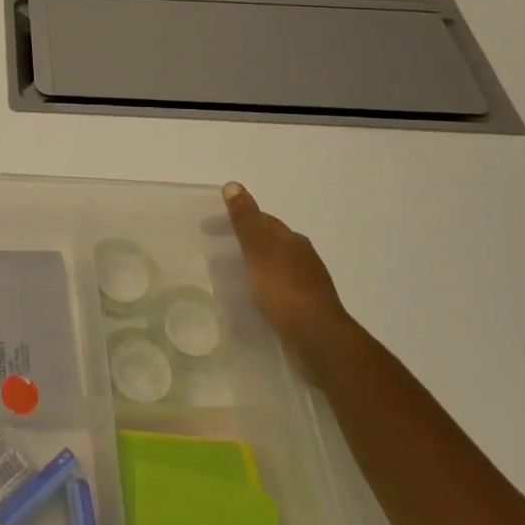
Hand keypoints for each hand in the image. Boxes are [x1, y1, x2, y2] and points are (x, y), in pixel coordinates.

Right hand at [222, 181, 353, 378]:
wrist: (318, 340)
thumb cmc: (283, 289)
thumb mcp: (258, 249)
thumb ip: (245, 219)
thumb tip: (233, 185)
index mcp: (292, 240)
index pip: (261, 220)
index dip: (234, 219)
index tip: (207, 227)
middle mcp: (302, 257)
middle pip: (268, 242)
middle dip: (242, 243)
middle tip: (212, 251)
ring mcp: (306, 285)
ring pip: (271, 267)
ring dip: (250, 266)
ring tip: (224, 277)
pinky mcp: (304, 309)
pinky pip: (276, 290)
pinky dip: (259, 287)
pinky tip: (248, 299)